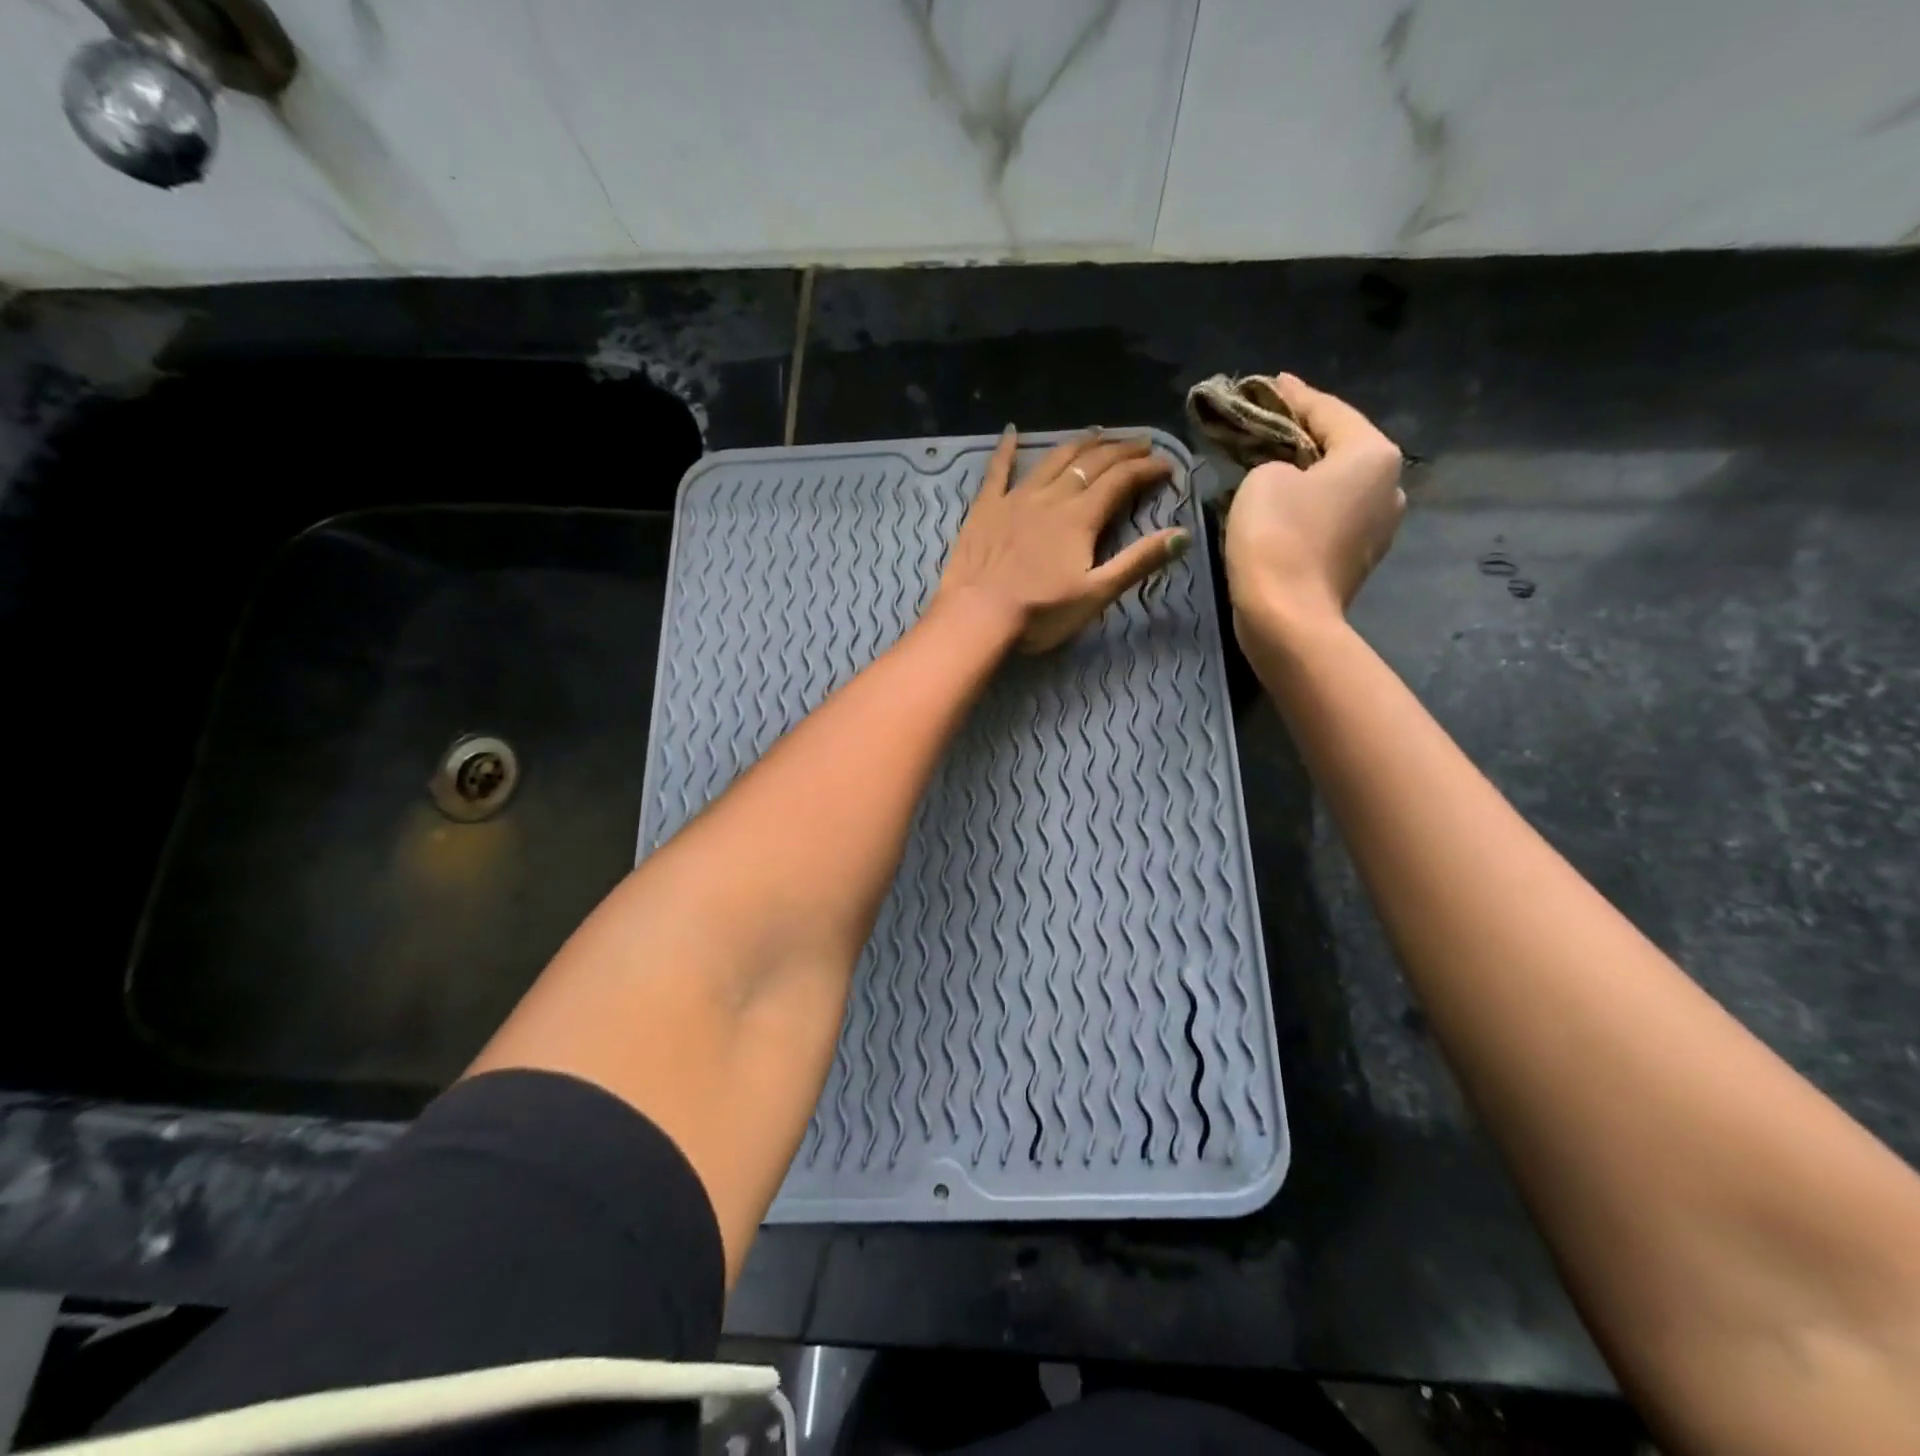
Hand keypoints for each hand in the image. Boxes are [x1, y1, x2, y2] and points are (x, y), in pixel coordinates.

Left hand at [936, 426, 1187, 653]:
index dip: (1147, 469)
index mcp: (1081, 516)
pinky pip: (997, 470)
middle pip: (1091, 463)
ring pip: (1052, 459)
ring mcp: (1015, 498)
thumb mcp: (1096, 593)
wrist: (977, 617)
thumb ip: (1138, 562)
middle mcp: (1051, 497)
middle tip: (1140, 443)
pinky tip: (1011, 432)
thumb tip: (1182, 534)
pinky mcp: (985, 508)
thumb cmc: (1040, 612)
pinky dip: (1006, 449)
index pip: (1121, 480)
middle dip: (1120, 450)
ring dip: (1078, 444)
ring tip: (1097, 434)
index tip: (1167, 465)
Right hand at [1223, 374, 1404, 639]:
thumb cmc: (1276, 537)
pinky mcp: (1358, 560)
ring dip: (1306, 474)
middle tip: (1268, 424)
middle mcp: (1390, 486)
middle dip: (1303, 435)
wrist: (1288, 618)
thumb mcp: (1262, 480)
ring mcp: (1379, 528)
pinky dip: (1308, 506)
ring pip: (1337, 486)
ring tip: (1271, 465)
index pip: (1328, 411)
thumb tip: (1287, 476)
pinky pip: (1331, 518)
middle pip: (1340, 448)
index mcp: (1373, 454)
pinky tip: (1282, 506)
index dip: (1293, 395)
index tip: (1270, 383)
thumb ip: (1275, 461)